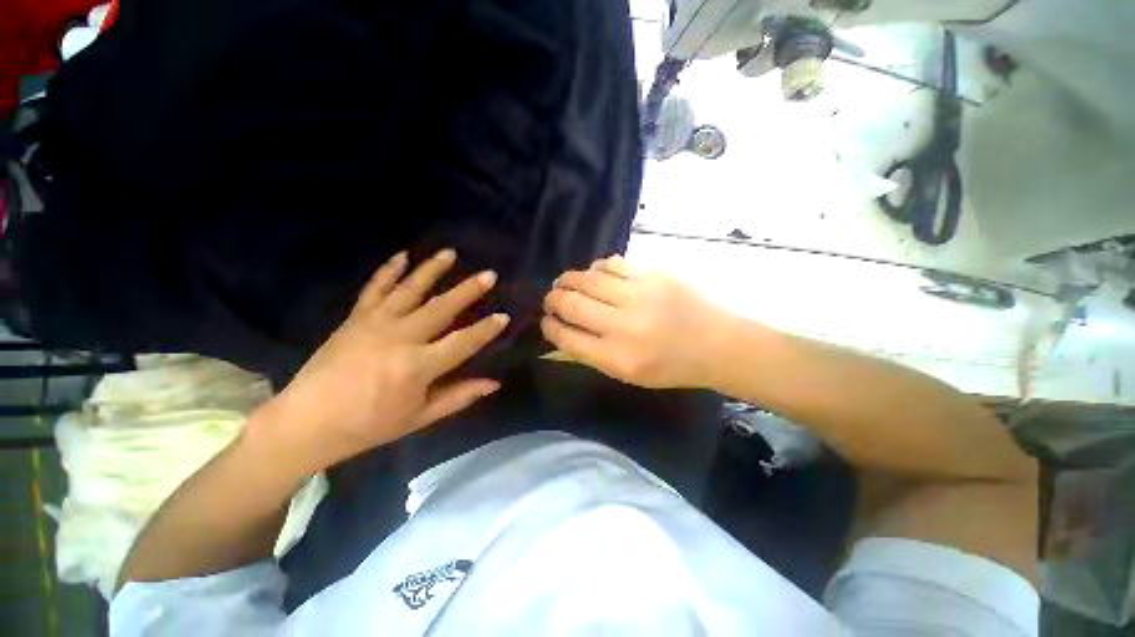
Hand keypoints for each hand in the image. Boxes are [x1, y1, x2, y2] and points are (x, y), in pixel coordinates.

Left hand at [250, 249, 508, 474]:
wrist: (306, 422)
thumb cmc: (368, 425)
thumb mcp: (419, 417)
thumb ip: (459, 396)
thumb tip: (494, 383)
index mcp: (418, 366)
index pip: (463, 342)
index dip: (486, 329)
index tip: (504, 316)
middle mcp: (400, 338)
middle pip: (442, 308)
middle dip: (469, 290)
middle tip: (490, 274)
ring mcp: (375, 323)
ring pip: (410, 289)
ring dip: (432, 270)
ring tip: (450, 253)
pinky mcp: (355, 318)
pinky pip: (375, 288)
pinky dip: (389, 270)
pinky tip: (403, 255)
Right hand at [541, 255, 736, 388]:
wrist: (716, 344)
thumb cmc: (671, 366)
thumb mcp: (628, 374)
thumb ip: (592, 354)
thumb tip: (562, 332)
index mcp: (617, 358)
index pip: (567, 337)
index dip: (549, 326)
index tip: (546, 320)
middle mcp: (624, 325)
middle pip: (571, 304)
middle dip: (553, 300)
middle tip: (551, 299)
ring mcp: (639, 295)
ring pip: (587, 279)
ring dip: (568, 280)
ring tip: (565, 283)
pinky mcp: (652, 274)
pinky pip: (611, 264)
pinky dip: (596, 268)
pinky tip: (595, 274)